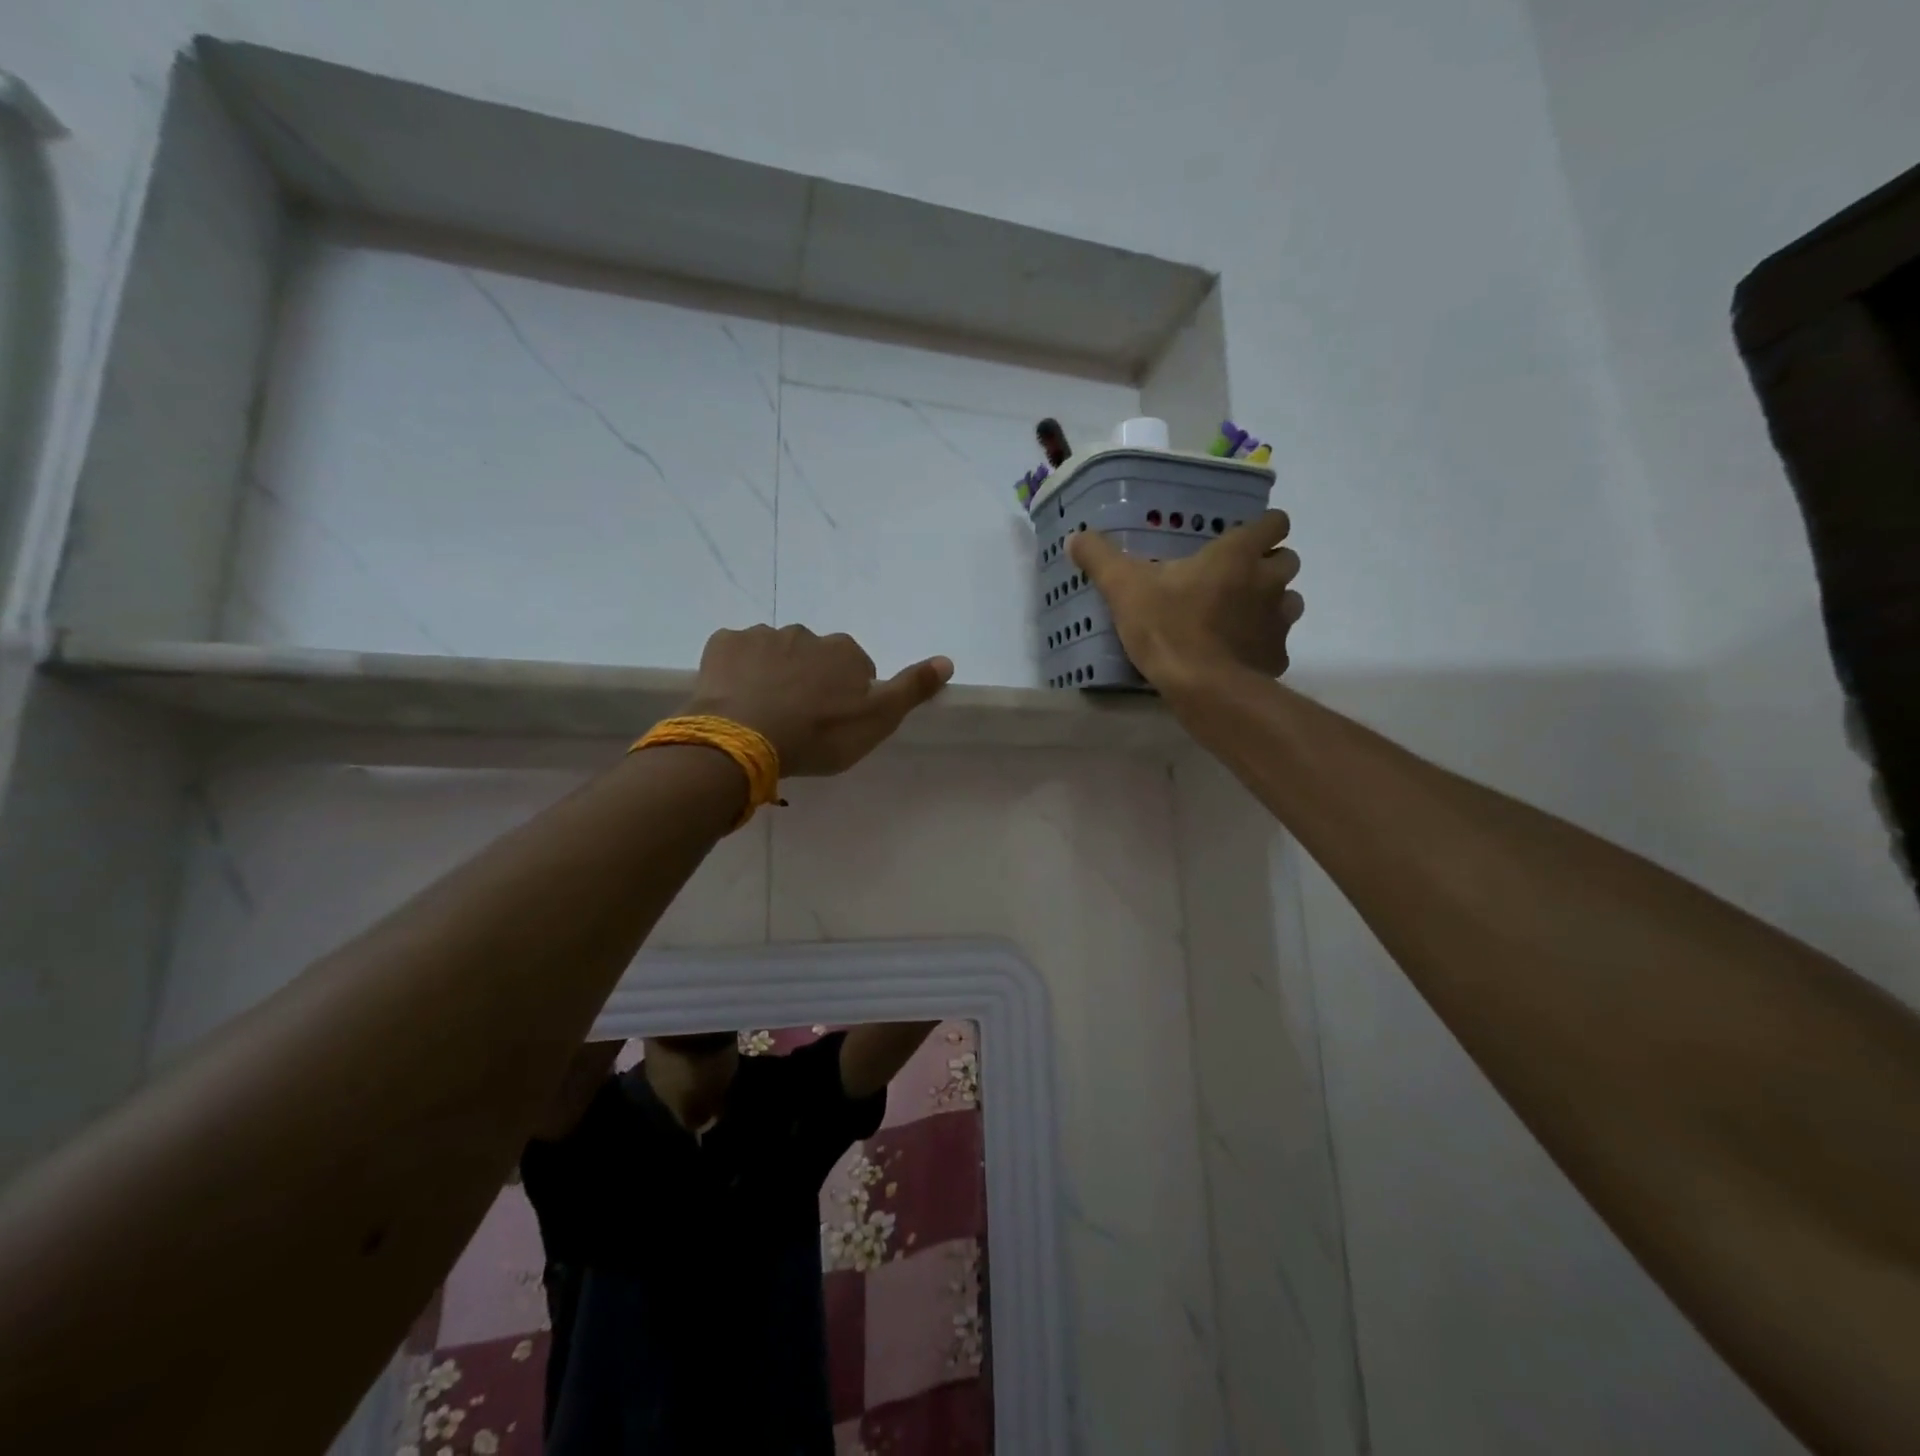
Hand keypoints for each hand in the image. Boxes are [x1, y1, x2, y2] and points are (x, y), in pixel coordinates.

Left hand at [686, 625, 953, 776]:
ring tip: (764, 714)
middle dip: (808, 681)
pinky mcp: (723, 644)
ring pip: (773, 655)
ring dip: (773, 676)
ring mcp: (761, 636)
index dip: (846, 695)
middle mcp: (805, 634)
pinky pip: (735, 654)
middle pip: (813, 658)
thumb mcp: (877, 720)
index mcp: (844, 651)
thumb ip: (912, 689)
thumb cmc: (818, 734)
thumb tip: (947, 660)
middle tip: (798, 720)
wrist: (745, 738)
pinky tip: (735, 699)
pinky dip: (737, 671)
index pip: (855, 667)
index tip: (834, 722)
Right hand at [1068, 510, 1301, 690]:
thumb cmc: (1168, 627)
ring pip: (1290, 600)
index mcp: (1237, 555)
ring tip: (1238, 616)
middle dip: (1268, 566)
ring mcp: (1278, 620)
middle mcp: (1268, 581)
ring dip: (1271, 603)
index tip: (1240, 540)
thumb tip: (1075, 537)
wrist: (1203, 688)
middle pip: (1288, 559)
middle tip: (1234, 579)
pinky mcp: (1277, 656)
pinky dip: (1263, 644)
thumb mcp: (1124, 589)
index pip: (1275, 523)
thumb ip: (1100, 559)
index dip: (1263, 528)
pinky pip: (1277, 642)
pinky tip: (1237, 654)